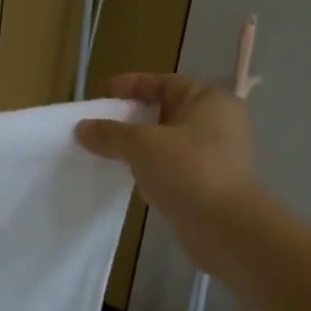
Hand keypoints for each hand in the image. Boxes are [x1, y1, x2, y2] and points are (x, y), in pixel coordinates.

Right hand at [75, 73, 258, 263]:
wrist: (227, 228)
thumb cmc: (188, 170)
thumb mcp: (141, 144)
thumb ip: (109, 133)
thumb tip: (82, 128)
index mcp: (208, 100)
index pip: (163, 82)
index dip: (130, 85)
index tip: (101, 95)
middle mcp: (216, 121)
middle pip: (165, 110)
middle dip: (130, 116)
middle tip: (100, 124)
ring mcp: (215, 153)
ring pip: (166, 139)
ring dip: (137, 144)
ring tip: (107, 150)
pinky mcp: (208, 180)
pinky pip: (171, 164)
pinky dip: (149, 165)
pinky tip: (127, 175)